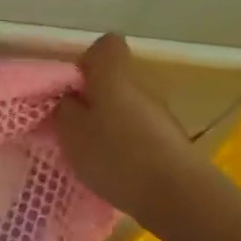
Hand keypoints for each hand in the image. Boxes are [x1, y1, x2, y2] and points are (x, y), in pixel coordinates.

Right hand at [54, 34, 205, 218]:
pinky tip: (115, 170)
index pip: (105, 45)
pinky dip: (125, 145)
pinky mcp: (170, 141)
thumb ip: (64, 108)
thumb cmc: (115, 155)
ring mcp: (160, 114)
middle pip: (114, 80)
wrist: (176, 194)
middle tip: (72, 127)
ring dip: (108, 124)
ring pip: (126, 107)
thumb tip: (69, 98)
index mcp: (115, 76)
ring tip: (91, 153)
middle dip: (92, 98)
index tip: (70, 88)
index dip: (86, 62)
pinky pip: (139, 132)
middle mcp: (142, 86)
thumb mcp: (71, 132)